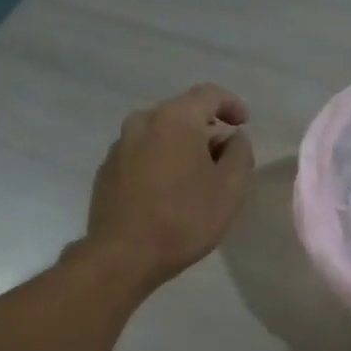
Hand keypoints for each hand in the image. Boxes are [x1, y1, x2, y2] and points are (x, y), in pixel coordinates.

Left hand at [80, 84, 253, 292]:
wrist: (123, 256)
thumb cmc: (184, 219)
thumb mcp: (230, 189)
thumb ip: (240, 154)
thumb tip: (234, 138)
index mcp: (175, 119)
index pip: (209, 94)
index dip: (231, 104)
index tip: (244, 123)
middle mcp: (143, 122)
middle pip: (182, 113)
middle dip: (207, 130)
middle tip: (225, 158)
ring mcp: (120, 146)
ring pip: (160, 134)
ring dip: (182, 147)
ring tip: (197, 177)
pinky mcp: (107, 170)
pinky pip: (142, 154)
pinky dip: (160, 161)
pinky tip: (169, 191)